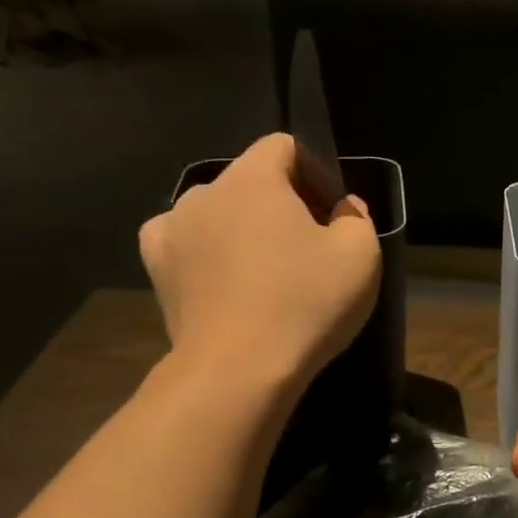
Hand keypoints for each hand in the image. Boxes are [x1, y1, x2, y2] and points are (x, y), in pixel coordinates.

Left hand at [139, 134, 379, 390]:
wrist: (237, 370)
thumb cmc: (305, 304)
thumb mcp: (361, 256)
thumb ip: (356, 218)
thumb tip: (342, 207)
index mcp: (254, 177)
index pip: (284, 146)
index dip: (314, 173)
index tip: (330, 215)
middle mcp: (204, 190)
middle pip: (249, 182)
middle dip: (278, 206)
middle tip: (304, 252)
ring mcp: (171, 228)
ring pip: (217, 214)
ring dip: (240, 231)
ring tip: (261, 276)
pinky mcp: (156, 268)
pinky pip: (186, 245)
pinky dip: (205, 256)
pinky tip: (222, 284)